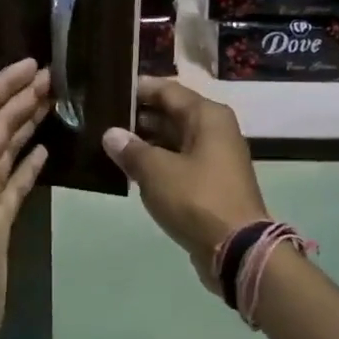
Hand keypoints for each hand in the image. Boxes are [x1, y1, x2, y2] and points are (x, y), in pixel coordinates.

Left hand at [0, 57, 51, 338]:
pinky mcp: (0, 216)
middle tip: (59, 78)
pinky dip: (30, 162)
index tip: (38, 62)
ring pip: (9, 147)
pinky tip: (45, 150)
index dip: (7, 82)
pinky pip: (17, 180)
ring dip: (29, 123)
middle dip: (24, 98)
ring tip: (57, 103)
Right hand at [103, 77, 268, 281]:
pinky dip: (157, 162)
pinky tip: (130, 169)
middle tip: (102, 118)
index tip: (110, 90)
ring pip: (174, 139)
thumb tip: (111, 134)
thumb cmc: (196, 199)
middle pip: (172, 113)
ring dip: (146, 141)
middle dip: (139, 116)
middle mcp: (214, 130)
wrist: (237, 249)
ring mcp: (215, 157)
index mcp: (207, 116)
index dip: (138, 89)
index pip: (167, 90)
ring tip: (109, 143)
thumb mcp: (156, 172)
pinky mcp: (211, 182)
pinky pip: (179, 161)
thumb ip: (131, 150)